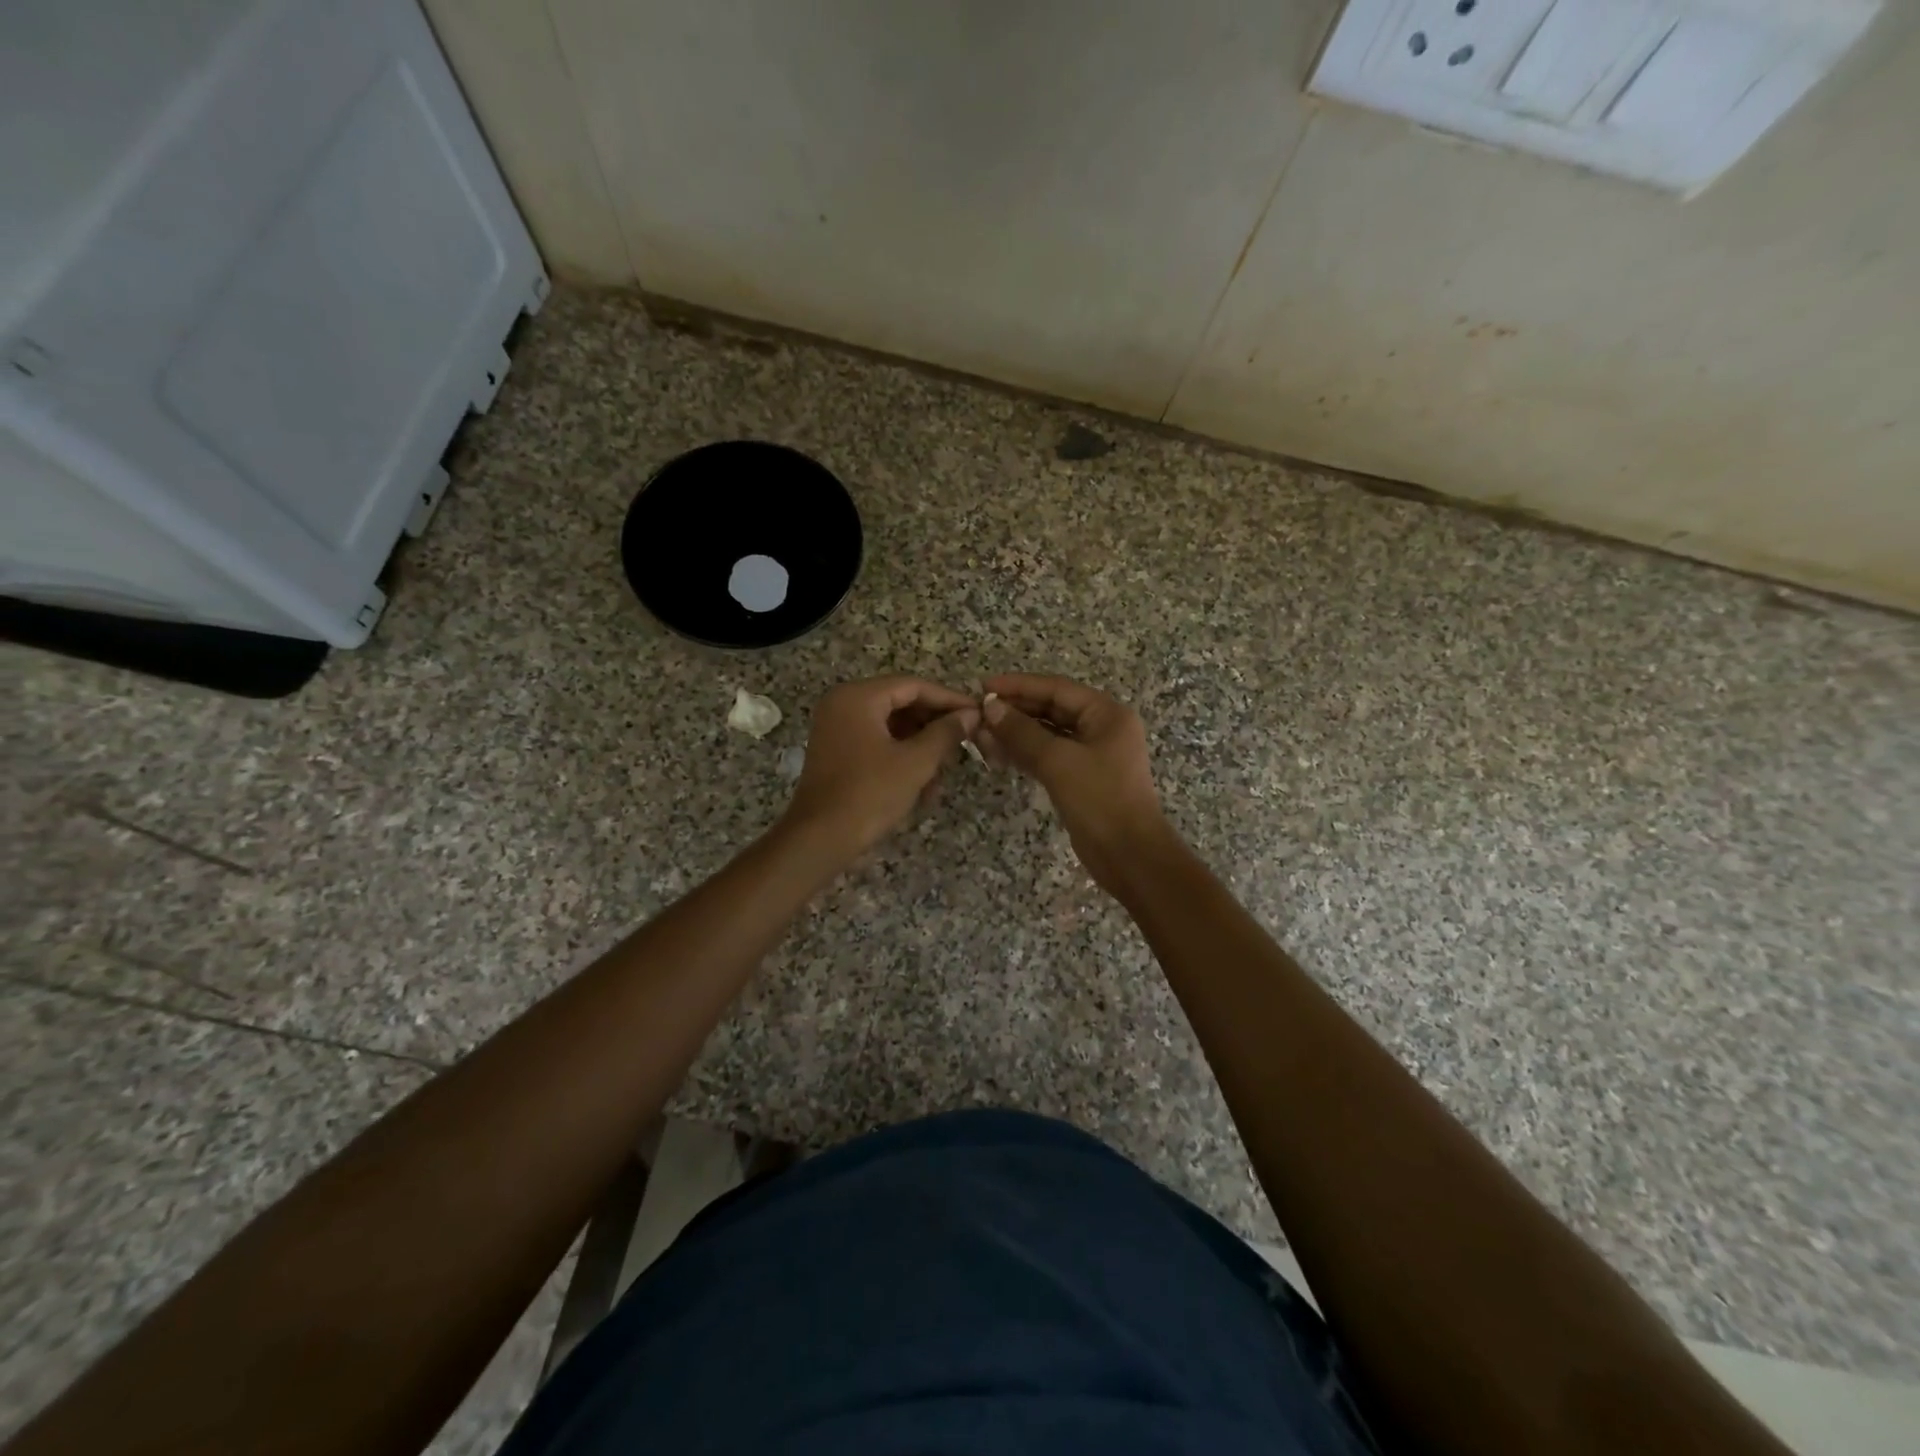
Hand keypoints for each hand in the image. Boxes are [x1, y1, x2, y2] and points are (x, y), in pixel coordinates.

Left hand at [781, 676, 979, 858]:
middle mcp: (843, 704)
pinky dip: (900, 757)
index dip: (948, 699)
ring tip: (945, 769)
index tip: (977, 712)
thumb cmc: (870, 794)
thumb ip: (946, 733)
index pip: (913, 686)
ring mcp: (836, 728)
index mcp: (858, 697)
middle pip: (900, 703)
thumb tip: (971, 714)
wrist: (819, 839)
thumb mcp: (916, 762)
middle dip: (934, 724)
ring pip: (890, 726)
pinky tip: (923, 784)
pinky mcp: (836, 752)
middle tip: (965, 740)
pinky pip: (876, 742)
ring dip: (920, 745)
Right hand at [977, 673, 1173, 895]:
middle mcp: (1101, 728)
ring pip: (1047, 735)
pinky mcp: (1081, 778)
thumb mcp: (1058, 761)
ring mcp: (1092, 755)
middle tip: (977, 714)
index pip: (1056, 689)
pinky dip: (1025, 754)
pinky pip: (1049, 756)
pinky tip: (998, 755)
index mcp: (1106, 714)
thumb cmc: (1100, 799)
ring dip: (1015, 734)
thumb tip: (990, 708)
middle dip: (1015, 711)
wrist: (1129, 854)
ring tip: (981, 735)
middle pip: (1051, 709)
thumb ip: (1022, 732)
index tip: (983, 687)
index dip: (1018, 685)